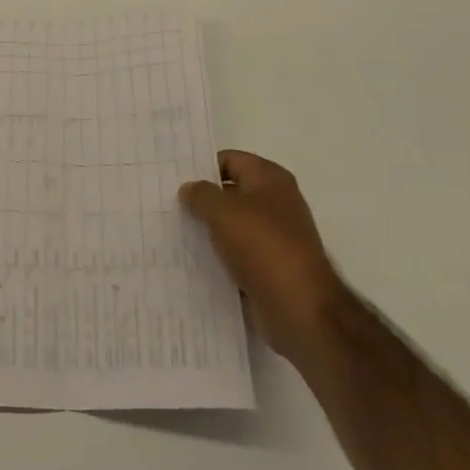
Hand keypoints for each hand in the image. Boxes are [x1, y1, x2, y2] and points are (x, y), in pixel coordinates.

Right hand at [179, 150, 342, 360]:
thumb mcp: (224, 211)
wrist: (301, 309)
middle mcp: (275, 203)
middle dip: (202, 200)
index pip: (229, 160)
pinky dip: (219, 257)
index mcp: (270, 178)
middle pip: (230, 192)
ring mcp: (274, 237)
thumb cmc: (263, 246)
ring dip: (209, 230)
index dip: (202, 167)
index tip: (173, 179)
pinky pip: (237, 254)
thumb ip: (201, 194)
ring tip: (175, 233)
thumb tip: (189, 189)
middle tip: (168, 205)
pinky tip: (193, 262)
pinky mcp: (270, 267)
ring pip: (232, 225)